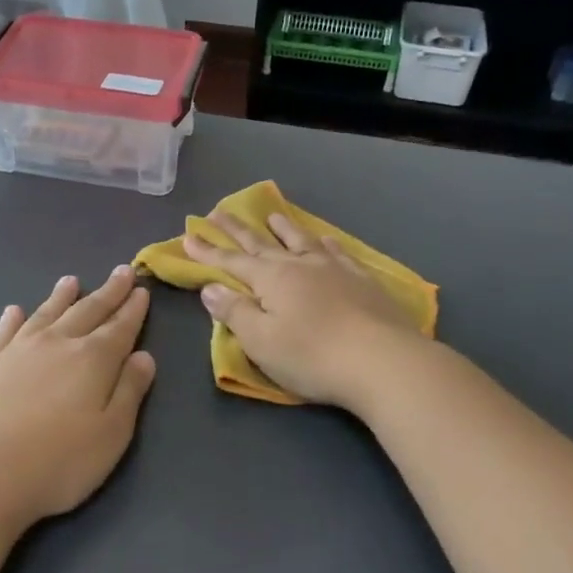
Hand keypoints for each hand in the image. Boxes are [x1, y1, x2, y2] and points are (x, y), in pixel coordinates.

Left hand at [0, 265, 156, 531]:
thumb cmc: (58, 462)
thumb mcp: (111, 434)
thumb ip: (129, 391)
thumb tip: (144, 356)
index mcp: (93, 359)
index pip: (120, 327)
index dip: (133, 309)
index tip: (141, 289)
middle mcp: (57, 343)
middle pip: (88, 311)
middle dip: (108, 292)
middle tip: (121, 272)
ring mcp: (18, 350)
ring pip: (46, 313)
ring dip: (61, 297)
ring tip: (70, 281)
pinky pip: (5, 332)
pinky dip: (12, 319)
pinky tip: (13, 311)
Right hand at [183, 212, 427, 411]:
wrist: (383, 361)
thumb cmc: (312, 356)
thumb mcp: (261, 341)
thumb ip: (234, 312)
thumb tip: (210, 287)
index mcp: (270, 279)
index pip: (231, 261)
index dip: (208, 250)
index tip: (189, 235)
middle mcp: (299, 265)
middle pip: (261, 243)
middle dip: (237, 230)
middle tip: (218, 212)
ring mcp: (333, 269)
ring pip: (301, 240)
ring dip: (283, 227)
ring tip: (272, 214)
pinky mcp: (362, 280)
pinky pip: (337, 252)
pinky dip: (325, 243)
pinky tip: (325, 240)